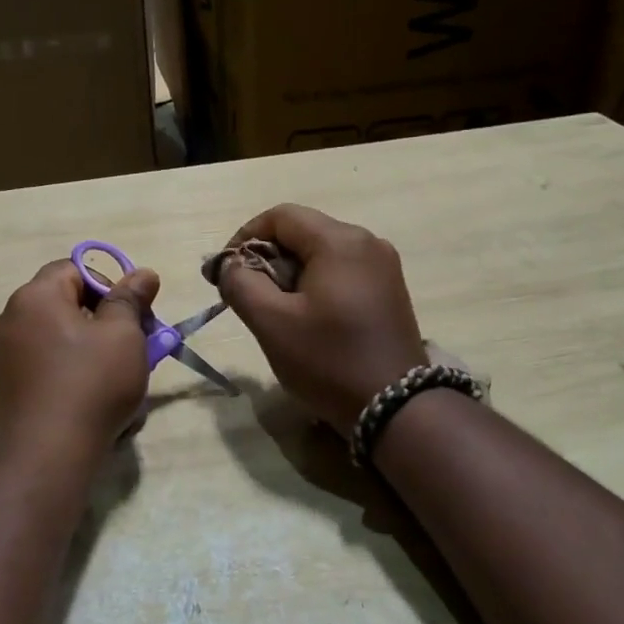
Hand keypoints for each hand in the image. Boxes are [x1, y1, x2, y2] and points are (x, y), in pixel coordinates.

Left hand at [0, 259, 161, 463]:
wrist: (46, 457)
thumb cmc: (91, 384)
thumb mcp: (124, 336)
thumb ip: (131, 299)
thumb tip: (142, 273)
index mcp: (34, 297)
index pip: (75, 268)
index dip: (111, 284)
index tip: (136, 314)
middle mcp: (8, 319)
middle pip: (64, 303)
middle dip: (103, 320)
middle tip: (135, 345)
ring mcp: (1, 355)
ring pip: (56, 337)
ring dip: (89, 348)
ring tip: (118, 377)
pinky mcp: (3, 387)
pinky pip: (44, 365)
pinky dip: (69, 371)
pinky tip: (91, 399)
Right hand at [215, 205, 425, 431]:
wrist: (396, 407)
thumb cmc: (329, 361)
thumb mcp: (272, 323)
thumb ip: (240, 284)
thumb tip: (228, 264)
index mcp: (340, 241)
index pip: (281, 216)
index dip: (245, 236)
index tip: (227, 271)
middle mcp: (368, 242)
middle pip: (304, 232)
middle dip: (268, 258)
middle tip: (248, 296)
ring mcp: (384, 266)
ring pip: (322, 253)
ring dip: (291, 273)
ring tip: (276, 311)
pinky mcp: (390, 290)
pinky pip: (343, 272)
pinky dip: (316, 284)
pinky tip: (308, 318)